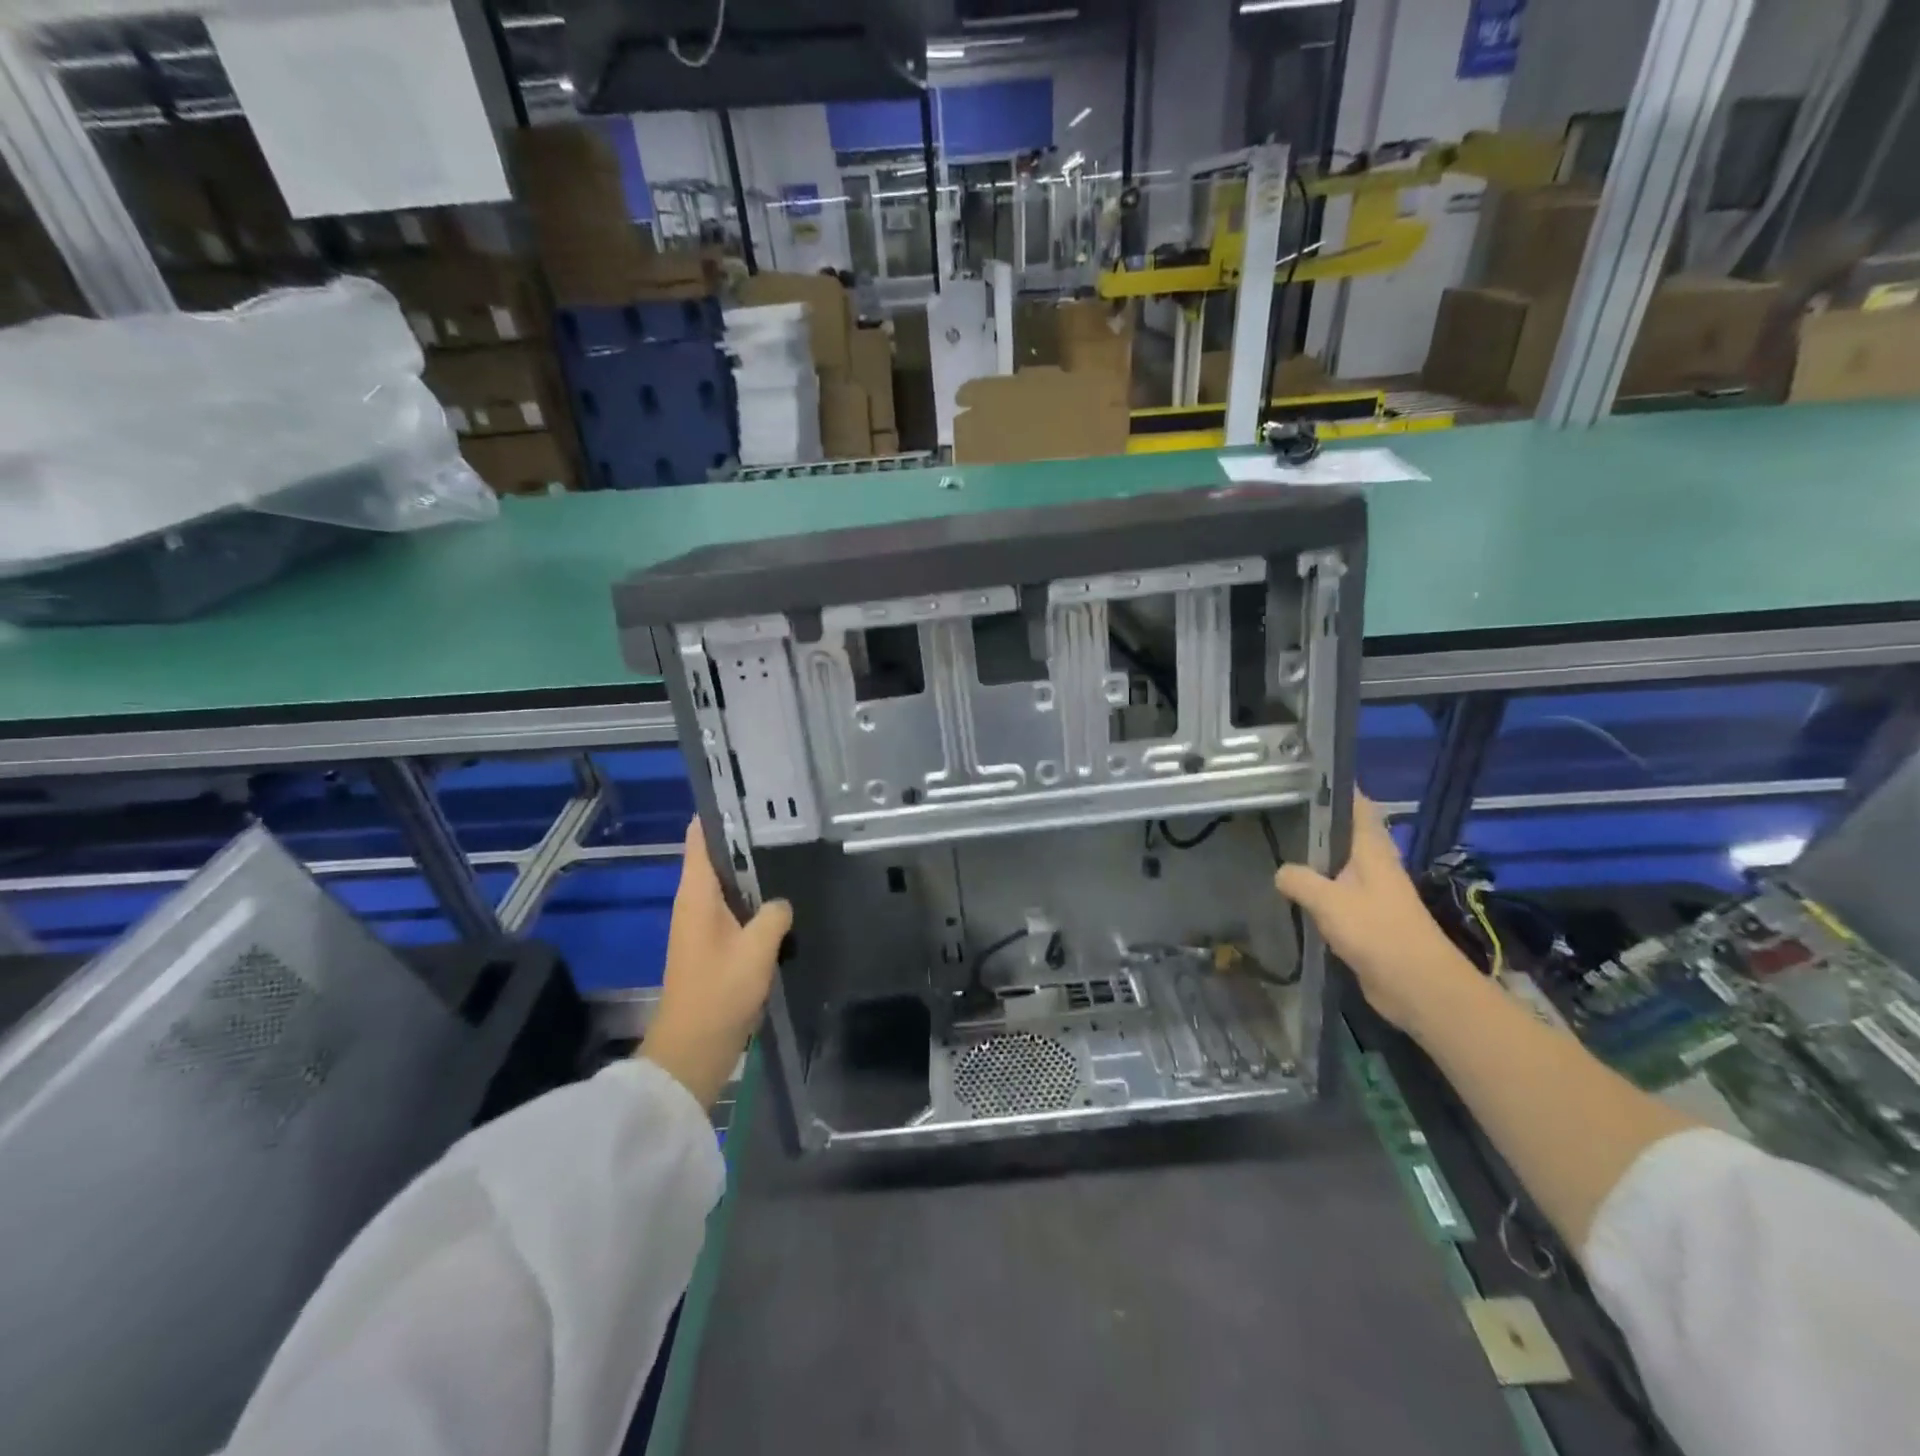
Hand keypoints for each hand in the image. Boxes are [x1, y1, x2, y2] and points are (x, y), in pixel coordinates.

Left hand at [640, 819, 792, 1108]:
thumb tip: (781, 903)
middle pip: (717, 859)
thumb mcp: (757, 949)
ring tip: (789, 856)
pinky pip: (733, 911)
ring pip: (727, 886)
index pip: (700, 838)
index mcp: (695, 895)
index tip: (750, 798)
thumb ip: (774, 915)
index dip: (719, 814)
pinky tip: (781, 903)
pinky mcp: (711, 948)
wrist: (692, 1050)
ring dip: (752, 874)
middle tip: (785, 824)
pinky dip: (753, 902)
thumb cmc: (719, 993)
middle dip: (745, 842)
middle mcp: (693, 904)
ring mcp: (700, 926)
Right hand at [1273, 791, 1478, 1033]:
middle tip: (1276, 808)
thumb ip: (1299, 880)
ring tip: (1275, 842)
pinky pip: (1333, 892)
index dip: (1336, 786)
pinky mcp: (1364, 918)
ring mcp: (1370, 891)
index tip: (1303, 774)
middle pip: (1344, 832)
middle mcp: (1373, 863)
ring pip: (1336, 863)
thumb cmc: (1378, 933)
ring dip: (1313, 855)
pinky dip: (1314, 887)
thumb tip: (1280, 872)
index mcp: (1371, 849)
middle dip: (1316, 820)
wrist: (1417, 987)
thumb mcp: (1329, 901)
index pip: (1357, 805)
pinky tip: (1290, 889)